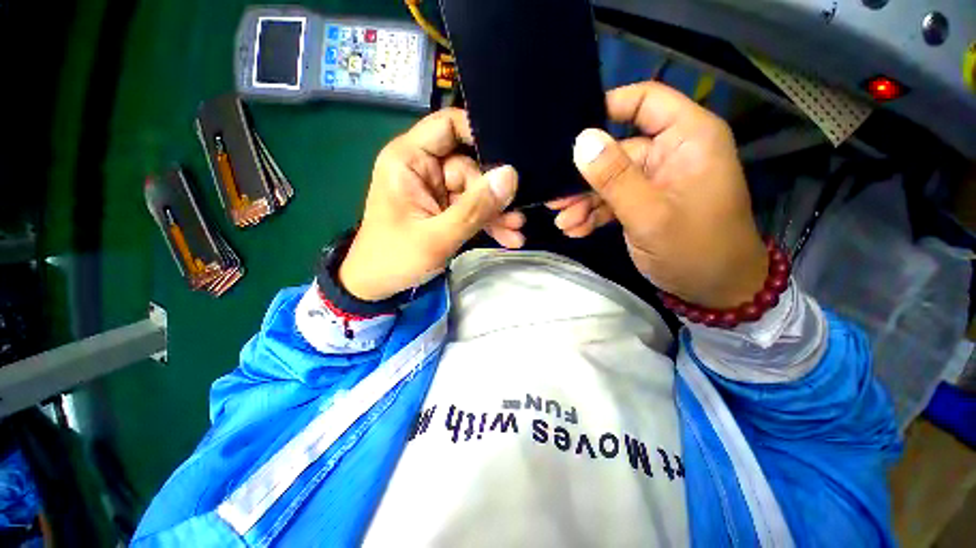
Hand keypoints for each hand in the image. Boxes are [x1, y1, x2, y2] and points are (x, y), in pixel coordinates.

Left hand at [340, 108, 521, 300]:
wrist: (379, 286)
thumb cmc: (396, 258)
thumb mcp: (437, 237)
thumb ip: (474, 208)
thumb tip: (510, 176)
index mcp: (409, 160)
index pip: (447, 125)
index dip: (479, 133)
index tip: (511, 155)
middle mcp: (424, 168)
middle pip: (470, 166)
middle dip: (494, 193)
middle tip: (516, 216)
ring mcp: (436, 190)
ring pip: (476, 190)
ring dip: (496, 211)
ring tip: (516, 230)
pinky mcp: (444, 209)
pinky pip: (472, 208)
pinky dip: (488, 222)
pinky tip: (507, 237)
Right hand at [569, 82, 767, 308]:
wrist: (713, 290)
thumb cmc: (695, 249)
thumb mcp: (651, 215)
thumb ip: (615, 178)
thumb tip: (581, 141)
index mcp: (687, 138)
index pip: (645, 100)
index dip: (606, 107)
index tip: (568, 133)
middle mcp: (669, 152)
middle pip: (615, 150)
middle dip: (584, 178)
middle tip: (555, 200)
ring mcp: (654, 180)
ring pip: (608, 179)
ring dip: (583, 201)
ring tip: (563, 222)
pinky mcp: (644, 202)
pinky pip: (612, 200)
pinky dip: (593, 214)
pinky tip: (575, 230)